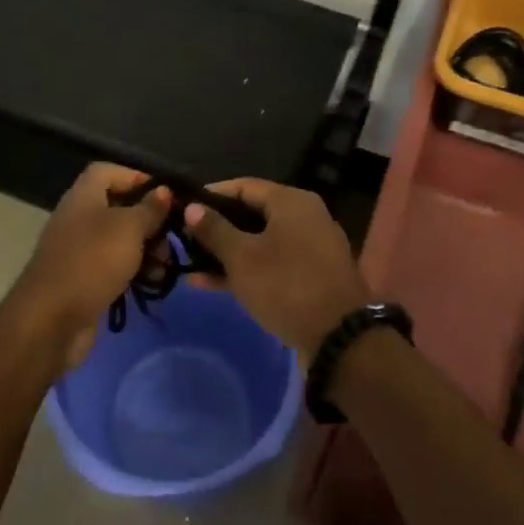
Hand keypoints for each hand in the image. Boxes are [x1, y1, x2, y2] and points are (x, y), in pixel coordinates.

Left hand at [7, 163, 170, 372]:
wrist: (51, 321)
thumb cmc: (92, 262)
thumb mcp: (128, 229)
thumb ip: (149, 209)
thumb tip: (163, 191)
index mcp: (83, 196)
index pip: (108, 171)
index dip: (136, 176)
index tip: (164, 194)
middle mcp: (78, 218)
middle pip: (118, 206)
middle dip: (148, 219)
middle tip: (172, 236)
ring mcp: (78, 250)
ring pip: (119, 239)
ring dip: (145, 248)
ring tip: (166, 264)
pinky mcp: (82, 279)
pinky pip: (113, 266)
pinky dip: (133, 271)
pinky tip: (152, 283)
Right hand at [184, 179, 368, 362]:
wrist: (339, 338)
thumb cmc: (286, 285)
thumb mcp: (242, 257)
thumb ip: (214, 230)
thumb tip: (192, 207)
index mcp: (291, 201)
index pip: (243, 186)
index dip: (211, 195)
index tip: (184, 208)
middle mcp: (305, 216)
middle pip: (252, 213)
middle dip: (217, 227)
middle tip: (185, 239)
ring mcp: (311, 247)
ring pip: (261, 241)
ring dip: (228, 252)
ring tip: (192, 265)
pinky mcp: (312, 275)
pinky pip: (273, 262)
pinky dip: (247, 269)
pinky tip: (214, 284)